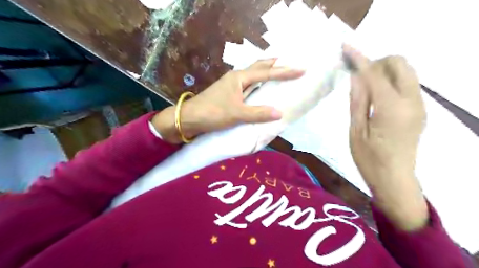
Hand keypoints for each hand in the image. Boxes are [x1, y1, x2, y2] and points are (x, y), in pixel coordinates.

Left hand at [152, 58, 302, 144]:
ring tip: (279, 72)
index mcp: (240, 78)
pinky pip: (248, 85)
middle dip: (275, 64)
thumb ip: (258, 113)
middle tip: (290, 63)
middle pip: (259, 67)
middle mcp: (237, 77)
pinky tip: (262, 89)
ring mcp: (232, 84)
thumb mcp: (237, 114)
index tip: (301, 69)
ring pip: (253, 75)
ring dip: (266, 72)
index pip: (267, 72)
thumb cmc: (212, 113)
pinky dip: (258, 84)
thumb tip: (280, 113)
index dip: (285, 72)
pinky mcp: (229, 93)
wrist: (190, 118)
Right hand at [347, 45, 427, 231]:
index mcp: (392, 109)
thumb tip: (356, 76)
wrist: (394, 180)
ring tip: (365, 87)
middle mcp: (412, 102)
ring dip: (384, 71)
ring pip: (406, 72)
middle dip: (377, 62)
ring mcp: (419, 106)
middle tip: (357, 76)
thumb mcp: (356, 131)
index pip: (374, 74)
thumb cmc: (369, 159)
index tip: (346, 48)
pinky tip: (376, 96)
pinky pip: (407, 85)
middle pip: (400, 64)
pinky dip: (391, 81)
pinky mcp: (419, 110)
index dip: (359, 58)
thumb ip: (357, 101)